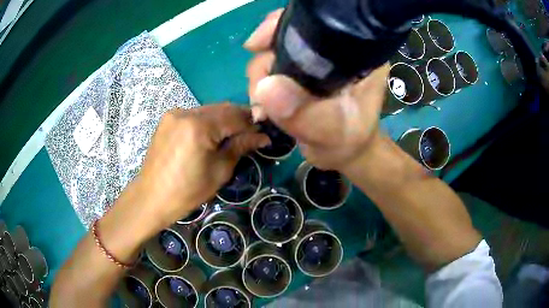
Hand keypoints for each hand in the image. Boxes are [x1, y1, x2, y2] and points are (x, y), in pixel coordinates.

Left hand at [133, 103, 269, 228]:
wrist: (151, 197)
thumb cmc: (187, 191)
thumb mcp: (219, 171)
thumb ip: (240, 147)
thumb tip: (262, 137)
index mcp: (199, 126)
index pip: (235, 117)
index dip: (252, 124)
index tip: (264, 133)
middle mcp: (186, 112)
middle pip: (222, 108)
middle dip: (239, 119)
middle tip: (251, 134)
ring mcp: (175, 114)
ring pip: (208, 110)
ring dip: (224, 120)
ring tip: (232, 136)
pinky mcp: (168, 119)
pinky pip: (195, 115)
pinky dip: (208, 122)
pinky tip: (211, 136)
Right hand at [244, 9, 388, 171]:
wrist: (343, 152)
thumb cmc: (347, 141)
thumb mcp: (330, 132)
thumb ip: (303, 114)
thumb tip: (265, 87)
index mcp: (354, 53)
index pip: (317, 24)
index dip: (282, 26)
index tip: (256, 45)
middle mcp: (334, 49)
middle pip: (286, 36)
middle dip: (265, 62)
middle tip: (260, 94)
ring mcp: (315, 59)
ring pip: (274, 52)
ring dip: (260, 78)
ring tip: (263, 108)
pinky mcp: (301, 71)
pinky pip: (271, 67)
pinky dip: (262, 85)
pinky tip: (263, 105)